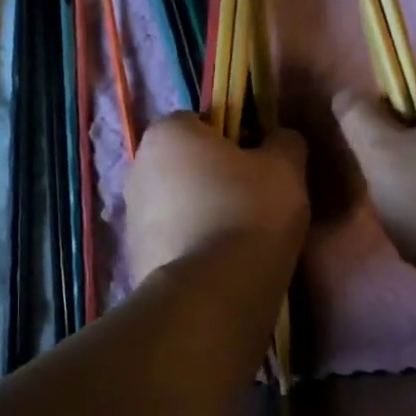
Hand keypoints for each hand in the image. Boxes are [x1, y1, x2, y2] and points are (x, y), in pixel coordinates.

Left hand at [126, 116, 308, 285]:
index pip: (200, 121)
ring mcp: (130, 217)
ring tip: (237, 241)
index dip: (233, 138)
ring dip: (200, 214)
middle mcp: (138, 168)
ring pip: (176, 205)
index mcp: (167, 133)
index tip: (258, 165)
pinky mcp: (134, 258)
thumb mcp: (286, 169)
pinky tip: (218, 266)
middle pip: (184, 164)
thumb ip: (285, 142)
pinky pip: (171, 242)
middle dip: (213, 178)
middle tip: (252, 203)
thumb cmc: (249, 213)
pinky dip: (190, 248)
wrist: (212, 293)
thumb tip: (280, 139)